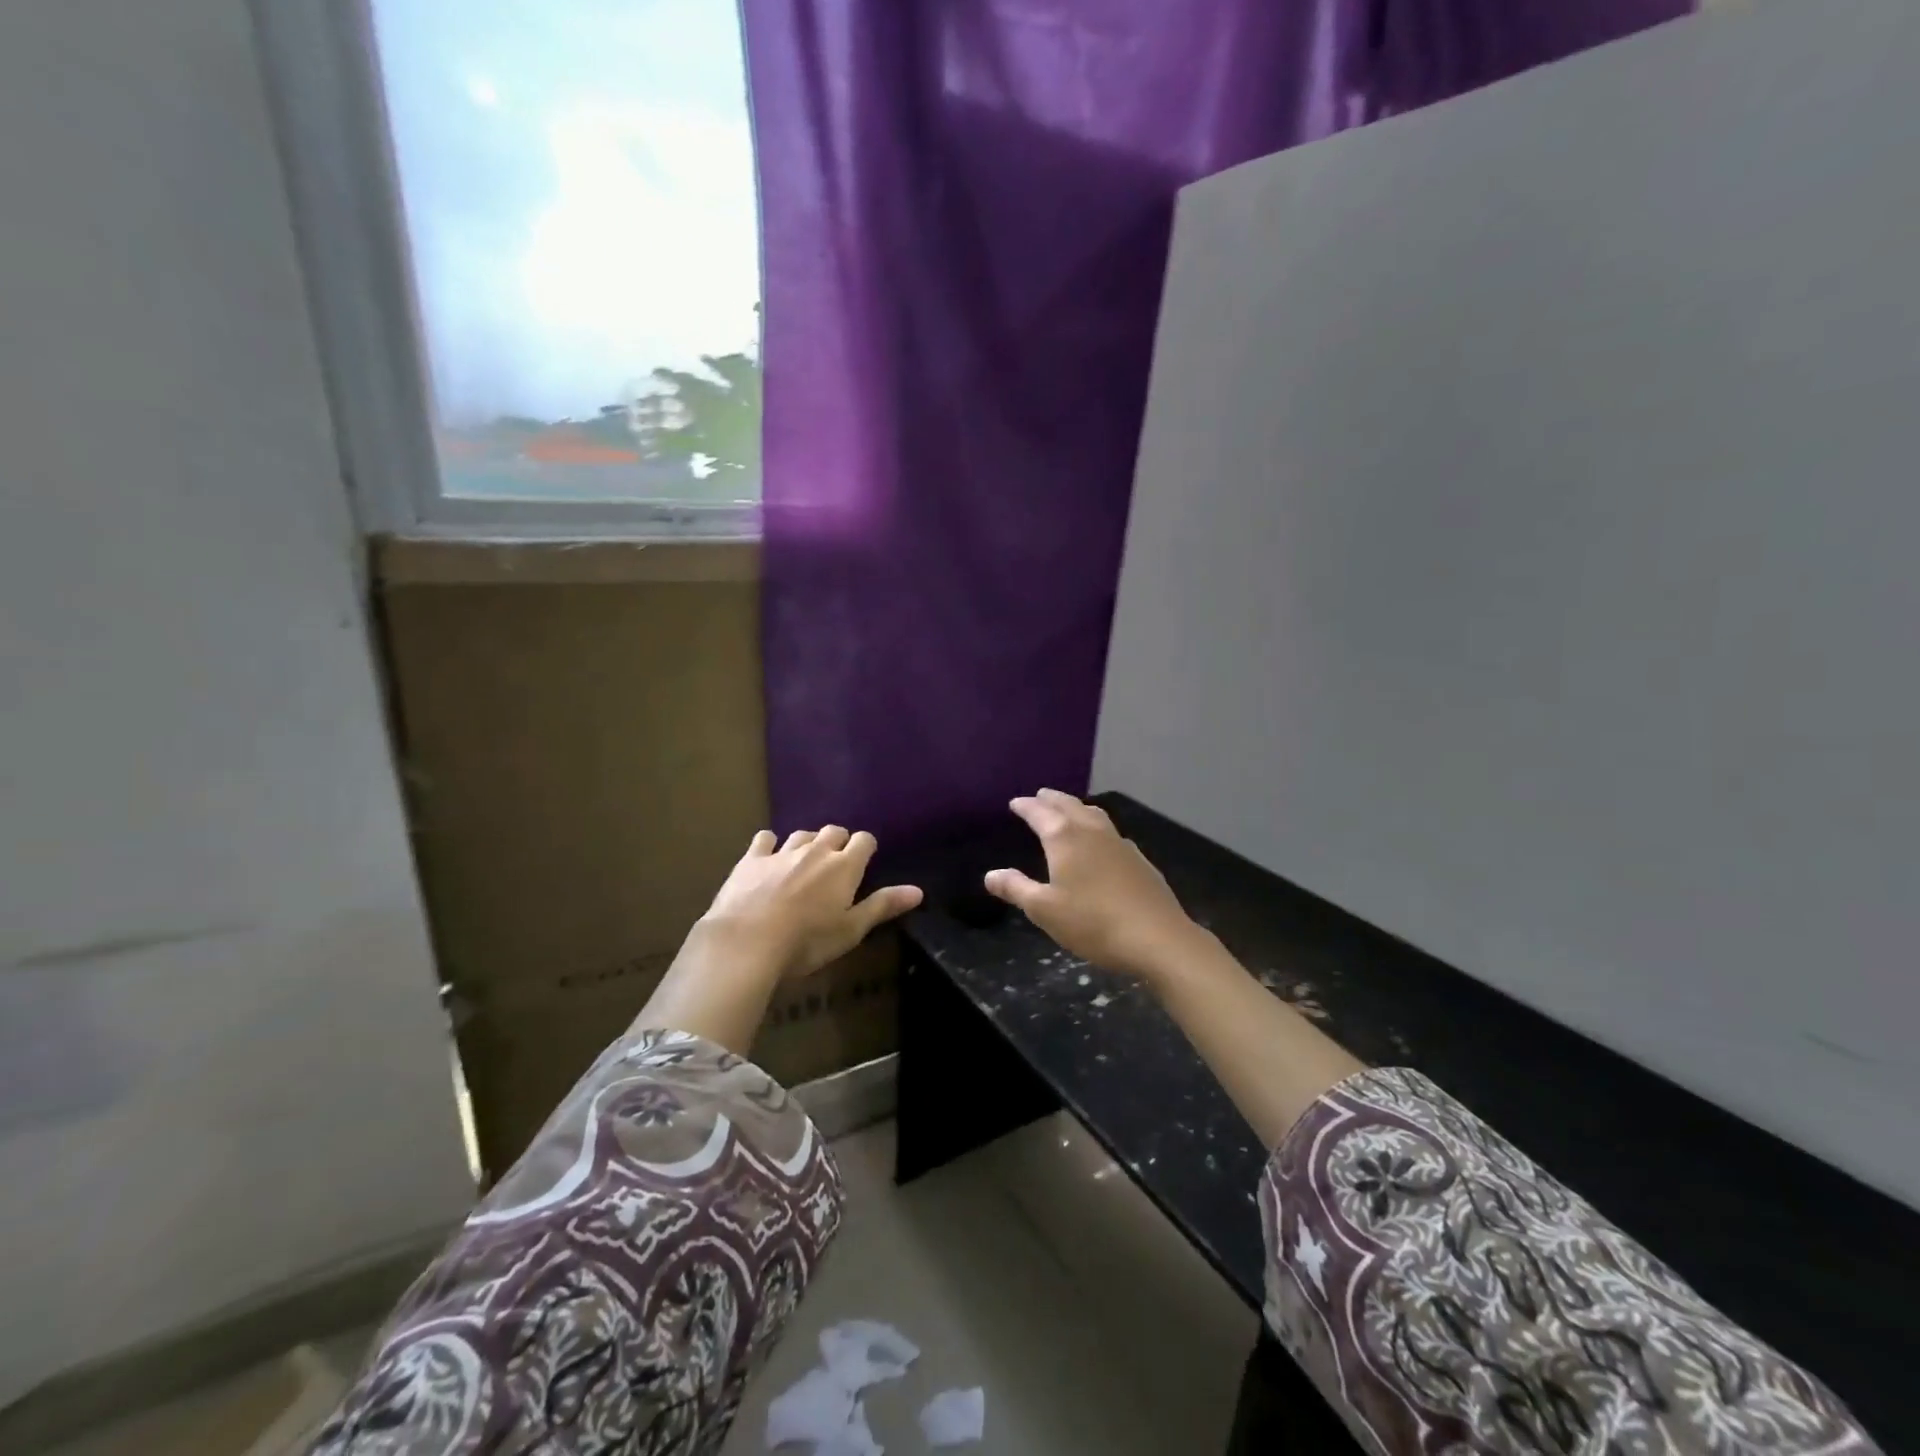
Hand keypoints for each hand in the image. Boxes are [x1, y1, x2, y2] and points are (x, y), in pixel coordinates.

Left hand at [701, 826, 922, 979]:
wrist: (747, 942)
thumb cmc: (807, 942)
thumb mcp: (851, 930)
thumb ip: (882, 906)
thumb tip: (918, 891)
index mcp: (844, 866)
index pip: (864, 840)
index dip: (866, 848)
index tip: (864, 862)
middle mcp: (816, 850)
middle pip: (834, 831)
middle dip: (838, 842)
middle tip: (835, 864)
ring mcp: (781, 852)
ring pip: (801, 834)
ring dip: (807, 843)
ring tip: (805, 861)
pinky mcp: (751, 859)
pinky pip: (765, 839)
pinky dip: (770, 844)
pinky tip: (768, 855)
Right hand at [983, 790, 1207, 981]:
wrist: (1157, 938)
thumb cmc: (1092, 923)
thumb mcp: (1044, 910)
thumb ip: (1016, 888)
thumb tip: (990, 874)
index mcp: (1065, 838)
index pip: (1040, 813)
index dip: (1026, 806)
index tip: (1015, 803)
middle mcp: (1092, 831)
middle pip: (1069, 806)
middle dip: (1051, 799)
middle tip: (1040, 796)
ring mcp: (1120, 843)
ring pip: (1094, 814)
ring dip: (1077, 808)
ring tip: (1068, 810)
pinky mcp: (1139, 859)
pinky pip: (1111, 832)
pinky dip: (1097, 827)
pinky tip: (1100, 842)